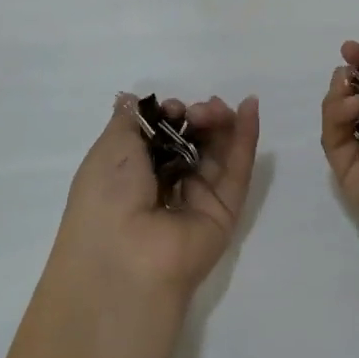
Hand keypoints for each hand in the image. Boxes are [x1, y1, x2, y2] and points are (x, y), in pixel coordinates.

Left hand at [53, 94, 259, 299]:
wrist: (126, 258)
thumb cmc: (108, 196)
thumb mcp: (110, 146)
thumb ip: (131, 118)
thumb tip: (133, 99)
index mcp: (131, 175)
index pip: (161, 136)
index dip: (170, 115)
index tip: (172, 108)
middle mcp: (164, 188)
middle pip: (193, 142)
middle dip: (198, 118)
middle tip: (199, 111)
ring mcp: (197, 201)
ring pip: (217, 154)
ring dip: (221, 124)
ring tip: (219, 108)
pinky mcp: (225, 212)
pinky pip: (237, 171)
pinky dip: (246, 138)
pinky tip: (251, 108)